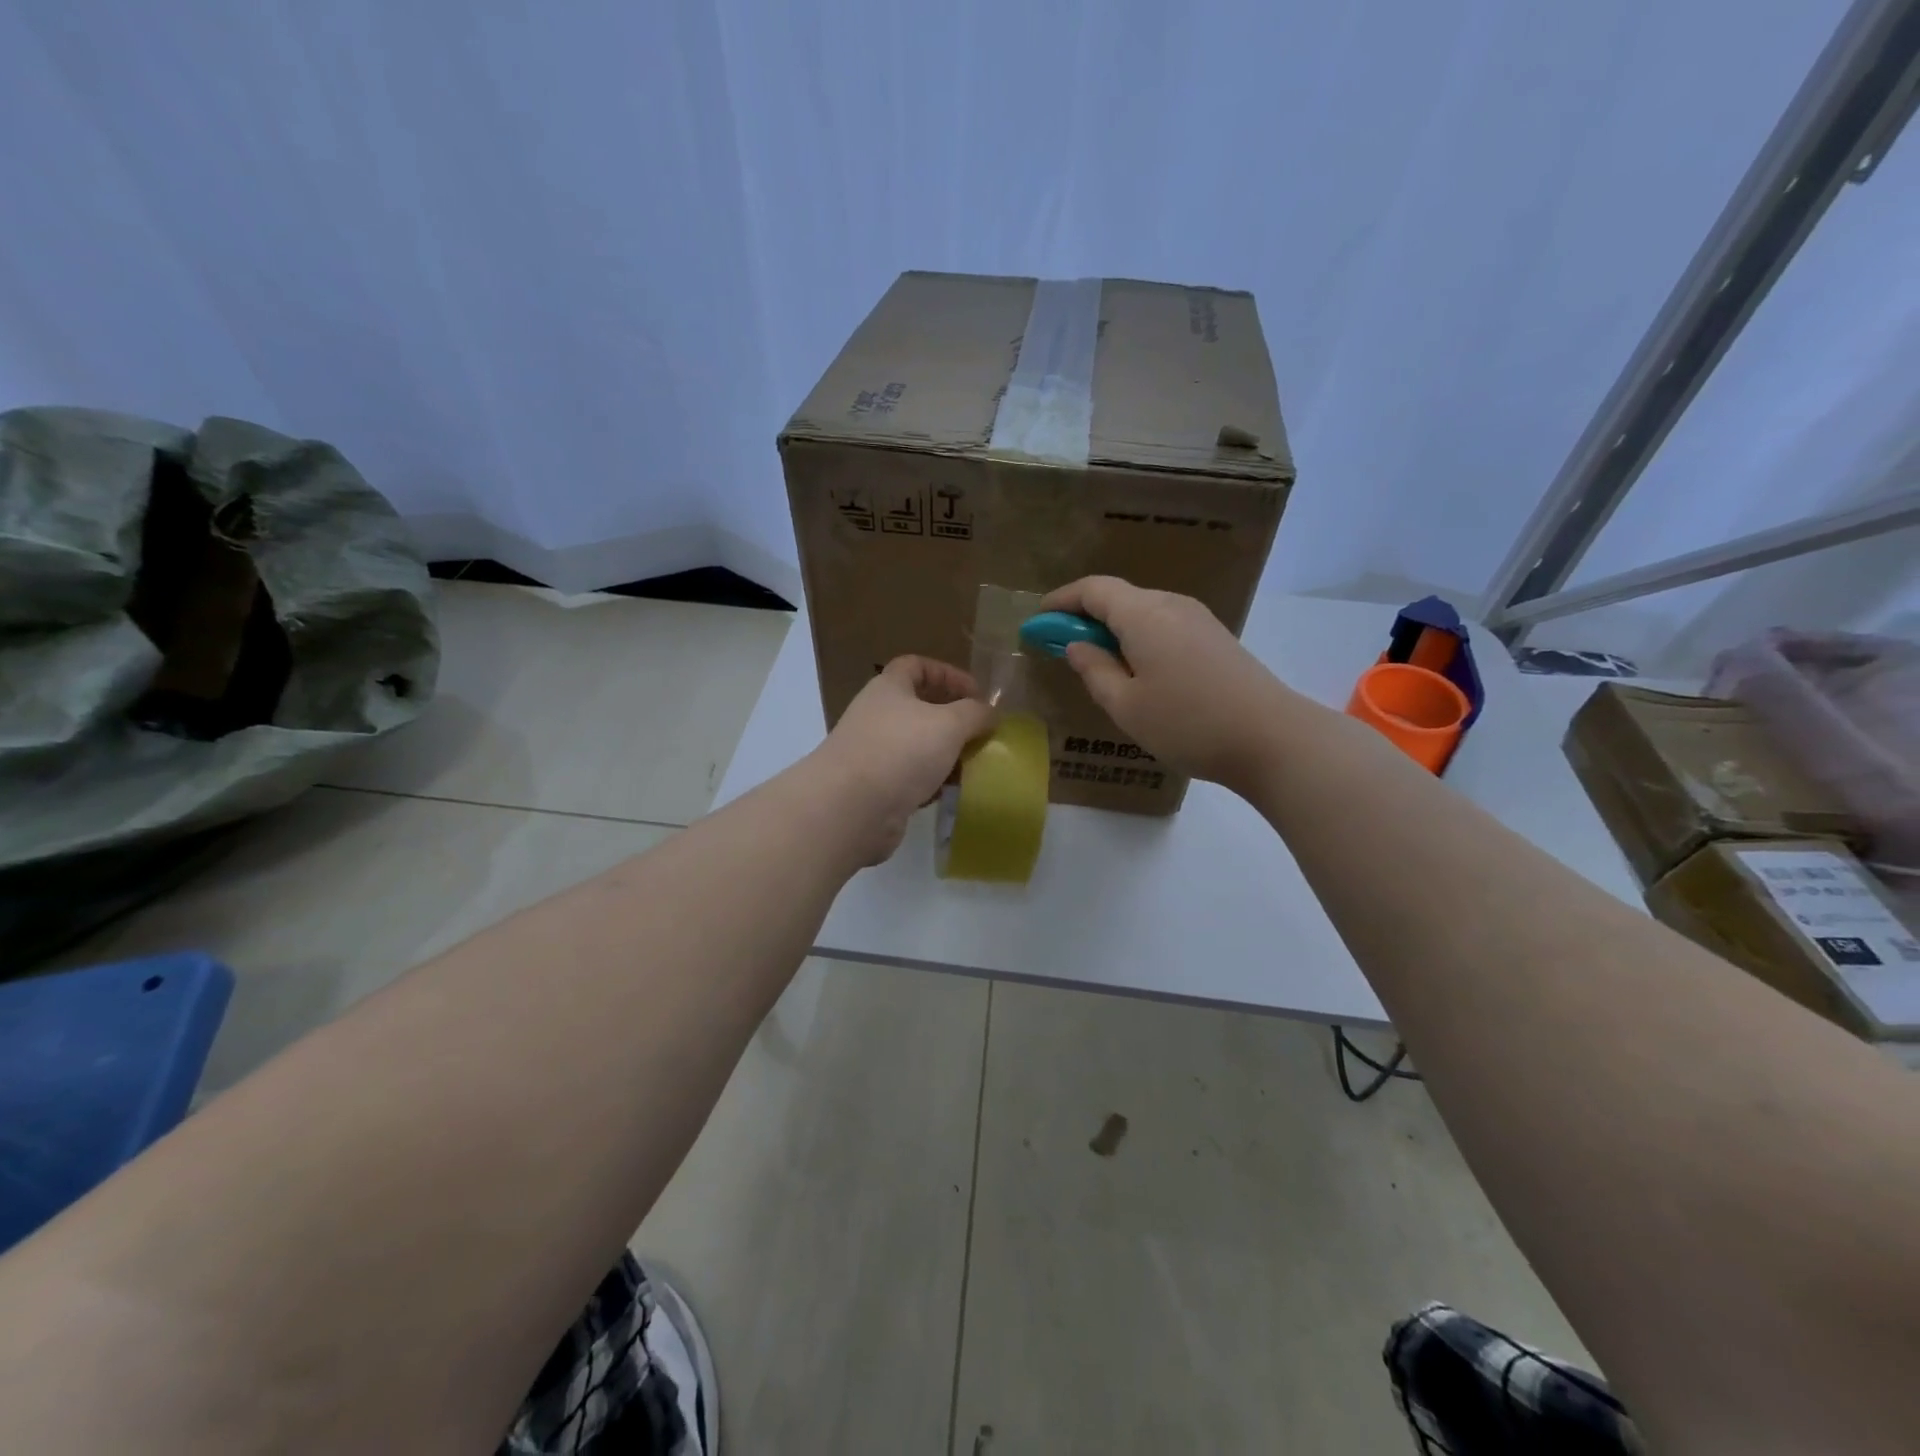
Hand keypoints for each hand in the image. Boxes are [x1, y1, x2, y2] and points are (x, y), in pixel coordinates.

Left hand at [807, 656, 994, 864]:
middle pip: (919, 708)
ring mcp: (874, 752)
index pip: (916, 665)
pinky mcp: (876, 787)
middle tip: (980, 733)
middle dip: (952, 719)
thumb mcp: (949, 724)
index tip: (976, 693)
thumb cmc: (901, 751)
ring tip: (973, 765)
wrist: (851, 808)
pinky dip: (932, 782)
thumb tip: (990, 713)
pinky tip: (951, 792)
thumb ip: (975, 713)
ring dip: (946, 754)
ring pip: (918, 746)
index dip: (948, 674)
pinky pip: (911, 778)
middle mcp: (877, 715)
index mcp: (889, 688)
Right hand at [1040, 576, 1292, 791]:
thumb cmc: (1188, 724)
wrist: (1271, 737)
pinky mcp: (1215, 637)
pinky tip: (1137, 670)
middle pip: (1119, 597)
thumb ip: (1094, 671)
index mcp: (1144, 614)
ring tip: (1097, 663)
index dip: (1061, 601)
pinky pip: (1164, 625)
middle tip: (1062, 647)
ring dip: (1113, 629)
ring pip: (1142, 611)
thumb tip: (1077, 646)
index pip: (1093, 590)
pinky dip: (1139, 637)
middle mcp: (1171, 604)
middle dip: (1084, 616)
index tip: (1038, 621)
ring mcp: (1198, 618)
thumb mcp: (1126, 706)